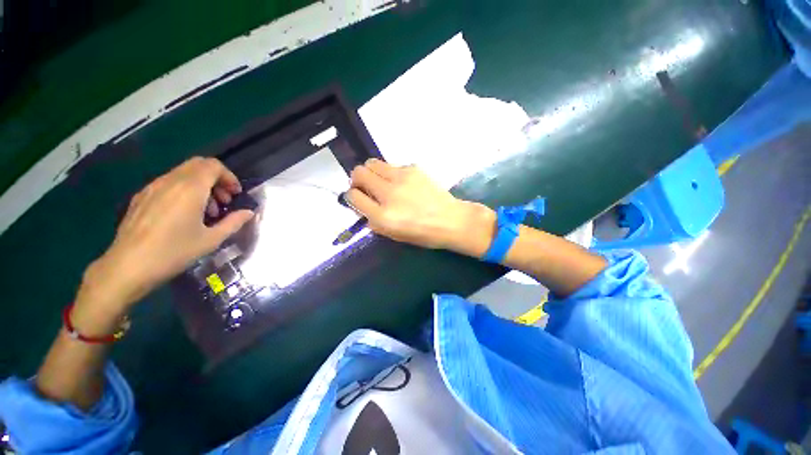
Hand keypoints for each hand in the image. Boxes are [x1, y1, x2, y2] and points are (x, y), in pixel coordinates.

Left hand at [79, 157, 253, 317]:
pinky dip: (184, 190)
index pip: (213, 166)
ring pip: (183, 173)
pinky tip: (185, 214)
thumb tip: (249, 213)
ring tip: (207, 211)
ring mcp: (152, 188)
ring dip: (201, 185)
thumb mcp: (211, 240)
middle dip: (216, 179)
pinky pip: (168, 183)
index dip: (229, 176)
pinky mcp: (141, 197)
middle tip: (224, 200)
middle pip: (198, 165)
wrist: (127, 267)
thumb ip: (234, 222)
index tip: (236, 194)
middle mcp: (170, 181)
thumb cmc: (173, 252)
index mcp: (189, 189)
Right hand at [346, 159, 494, 255]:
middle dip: (357, 179)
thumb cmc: (423, 233)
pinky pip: (392, 165)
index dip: (352, 197)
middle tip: (366, 186)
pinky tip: (403, 183)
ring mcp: (401, 178)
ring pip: (372, 163)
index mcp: (383, 216)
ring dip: (371, 172)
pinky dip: (391, 173)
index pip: (353, 197)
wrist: (451, 220)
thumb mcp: (394, 235)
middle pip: (358, 173)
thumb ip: (374, 221)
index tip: (358, 198)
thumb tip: (363, 206)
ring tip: (382, 182)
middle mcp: (389, 194)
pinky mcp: (413, 168)